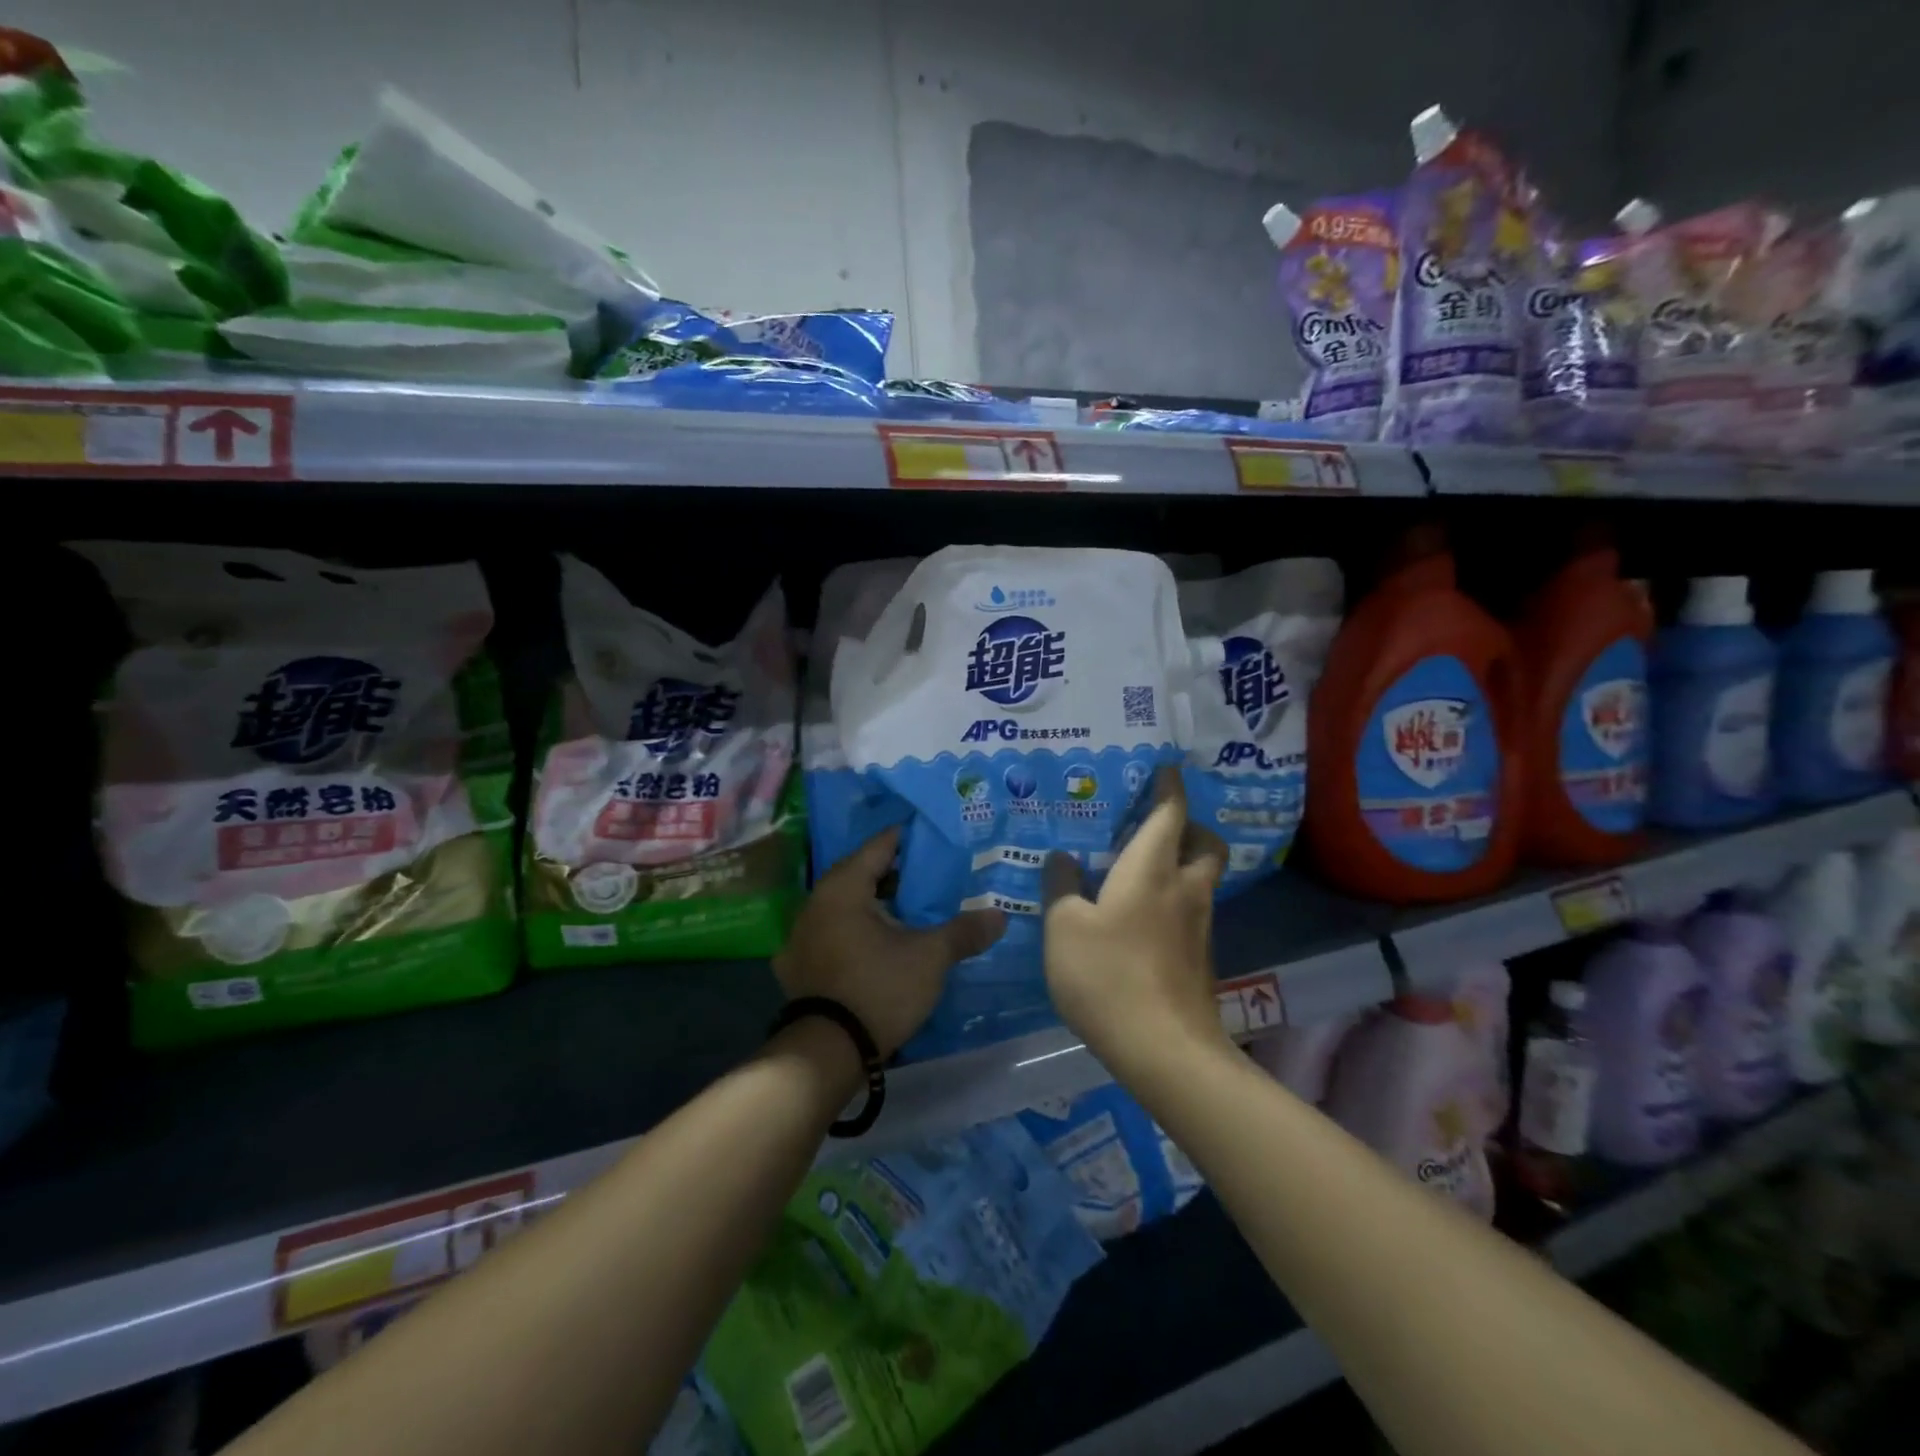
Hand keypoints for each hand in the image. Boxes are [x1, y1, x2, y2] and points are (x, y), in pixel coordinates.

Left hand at [776, 827, 1005, 1058]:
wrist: (826, 1052)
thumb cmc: (878, 988)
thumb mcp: (930, 957)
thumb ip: (964, 931)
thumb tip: (1000, 915)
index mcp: (843, 886)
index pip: (880, 845)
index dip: (910, 838)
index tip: (937, 837)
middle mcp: (816, 901)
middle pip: (861, 874)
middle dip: (897, 874)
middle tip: (933, 875)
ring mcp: (801, 935)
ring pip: (846, 905)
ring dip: (876, 904)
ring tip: (912, 909)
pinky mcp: (798, 965)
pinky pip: (833, 933)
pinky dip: (856, 931)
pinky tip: (878, 943)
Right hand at [1042, 766, 1228, 1076]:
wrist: (1164, 1050)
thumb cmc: (1107, 975)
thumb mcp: (1064, 928)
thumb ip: (1061, 886)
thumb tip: (1062, 857)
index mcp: (1152, 869)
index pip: (1170, 813)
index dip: (1169, 787)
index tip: (1166, 769)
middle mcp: (1184, 889)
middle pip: (1205, 843)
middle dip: (1190, 826)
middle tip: (1156, 827)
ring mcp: (1198, 926)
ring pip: (1200, 879)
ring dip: (1182, 864)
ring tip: (1141, 870)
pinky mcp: (1200, 959)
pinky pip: (1191, 910)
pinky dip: (1174, 899)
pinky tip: (1141, 918)